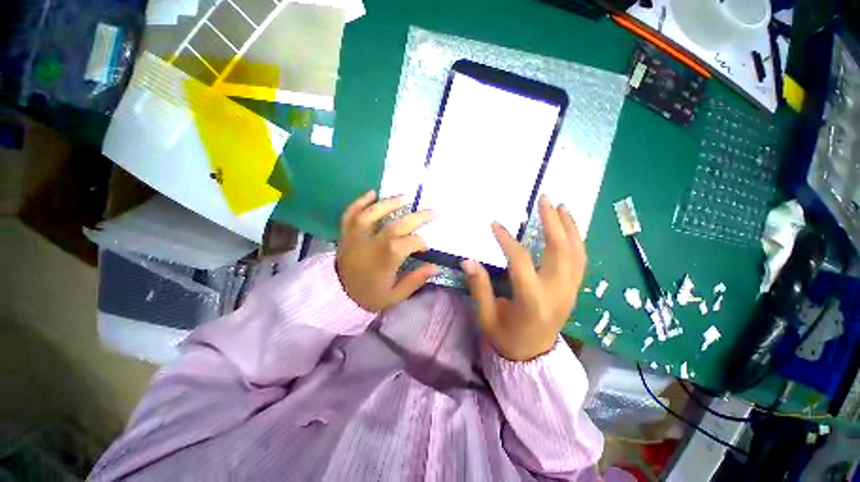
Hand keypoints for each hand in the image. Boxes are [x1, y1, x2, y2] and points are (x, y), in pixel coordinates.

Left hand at [336, 190, 437, 312]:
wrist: (338, 297)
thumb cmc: (369, 296)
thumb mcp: (395, 296)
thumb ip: (415, 281)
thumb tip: (435, 266)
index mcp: (386, 259)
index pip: (410, 243)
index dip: (421, 242)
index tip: (426, 247)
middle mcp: (372, 244)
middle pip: (397, 225)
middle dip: (417, 217)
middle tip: (432, 211)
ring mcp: (356, 237)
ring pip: (372, 214)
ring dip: (390, 203)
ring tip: (406, 196)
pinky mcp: (345, 234)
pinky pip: (350, 214)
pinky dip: (360, 201)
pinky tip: (373, 193)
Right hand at [462, 196, 586, 361]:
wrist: (533, 357)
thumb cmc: (506, 337)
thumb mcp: (486, 316)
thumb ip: (479, 287)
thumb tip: (468, 260)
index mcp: (532, 301)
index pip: (521, 262)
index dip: (507, 240)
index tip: (494, 224)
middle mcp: (556, 292)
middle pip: (559, 251)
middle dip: (553, 222)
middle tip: (545, 200)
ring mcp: (570, 291)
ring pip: (576, 253)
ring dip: (570, 227)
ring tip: (561, 206)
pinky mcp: (573, 290)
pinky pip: (580, 261)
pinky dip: (576, 241)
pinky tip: (570, 228)